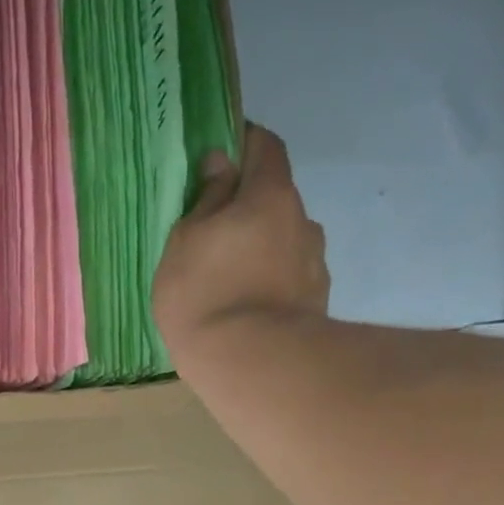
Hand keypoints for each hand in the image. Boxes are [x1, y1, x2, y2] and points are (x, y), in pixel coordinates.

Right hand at [153, 124, 328, 356]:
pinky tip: (248, 305)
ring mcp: (314, 262)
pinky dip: (270, 280)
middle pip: (276, 198)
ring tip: (231, 278)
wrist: (252, 362)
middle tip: (215, 232)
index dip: (245, 142)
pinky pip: (289, 276)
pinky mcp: (317, 299)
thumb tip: (221, 163)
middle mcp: (302, 219)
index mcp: (270, 195)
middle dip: (249, 206)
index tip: (222, 152)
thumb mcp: (186, 241)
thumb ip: (206, 199)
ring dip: (262, 247)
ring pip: (284, 240)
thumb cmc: (205, 292)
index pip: (265, 147)